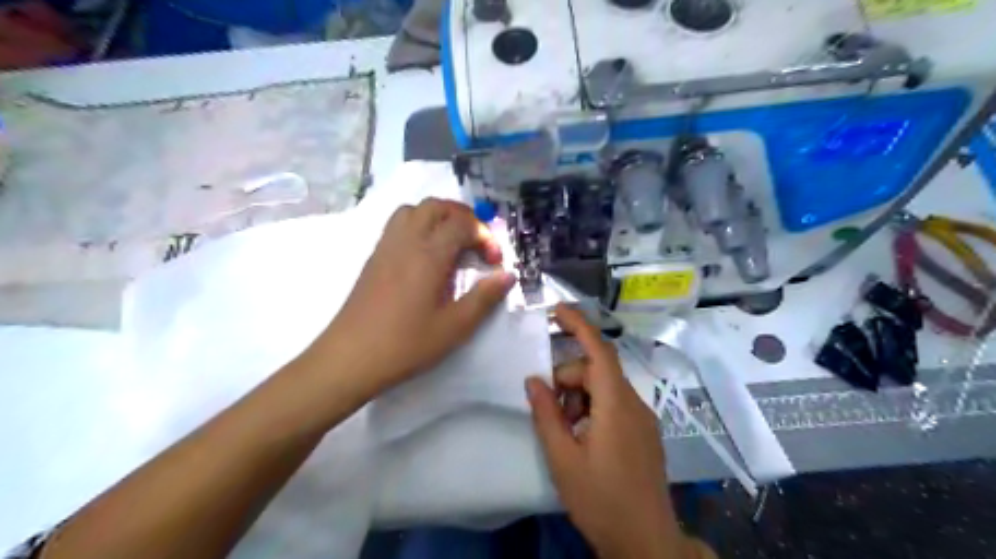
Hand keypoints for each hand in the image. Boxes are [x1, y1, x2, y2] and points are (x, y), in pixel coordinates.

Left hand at [319, 197, 516, 396]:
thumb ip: (484, 298)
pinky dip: (418, 225)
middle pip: (436, 206)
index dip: (484, 235)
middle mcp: (407, 241)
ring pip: (413, 210)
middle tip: (477, 241)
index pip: (461, 224)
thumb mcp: (454, 327)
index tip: (493, 261)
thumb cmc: (406, 344)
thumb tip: (508, 275)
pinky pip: (398, 224)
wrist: (350, 358)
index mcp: (429, 255)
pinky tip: (426, 255)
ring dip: (438, 217)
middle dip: (463, 216)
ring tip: (452, 242)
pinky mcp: (374, 257)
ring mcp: (386, 246)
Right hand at [524, 303, 689, 558]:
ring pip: (605, 388)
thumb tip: (533, 380)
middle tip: (549, 411)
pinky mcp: (645, 432)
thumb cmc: (601, 500)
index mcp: (615, 404)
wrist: (646, 542)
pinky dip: (594, 409)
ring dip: (579, 397)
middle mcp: (634, 403)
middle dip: (568, 380)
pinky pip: (616, 404)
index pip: (598, 349)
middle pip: (597, 371)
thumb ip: (546, 414)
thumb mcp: (562, 458)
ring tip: (566, 432)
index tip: (555, 310)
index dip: (578, 324)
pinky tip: (583, 438)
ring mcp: (643, 418)